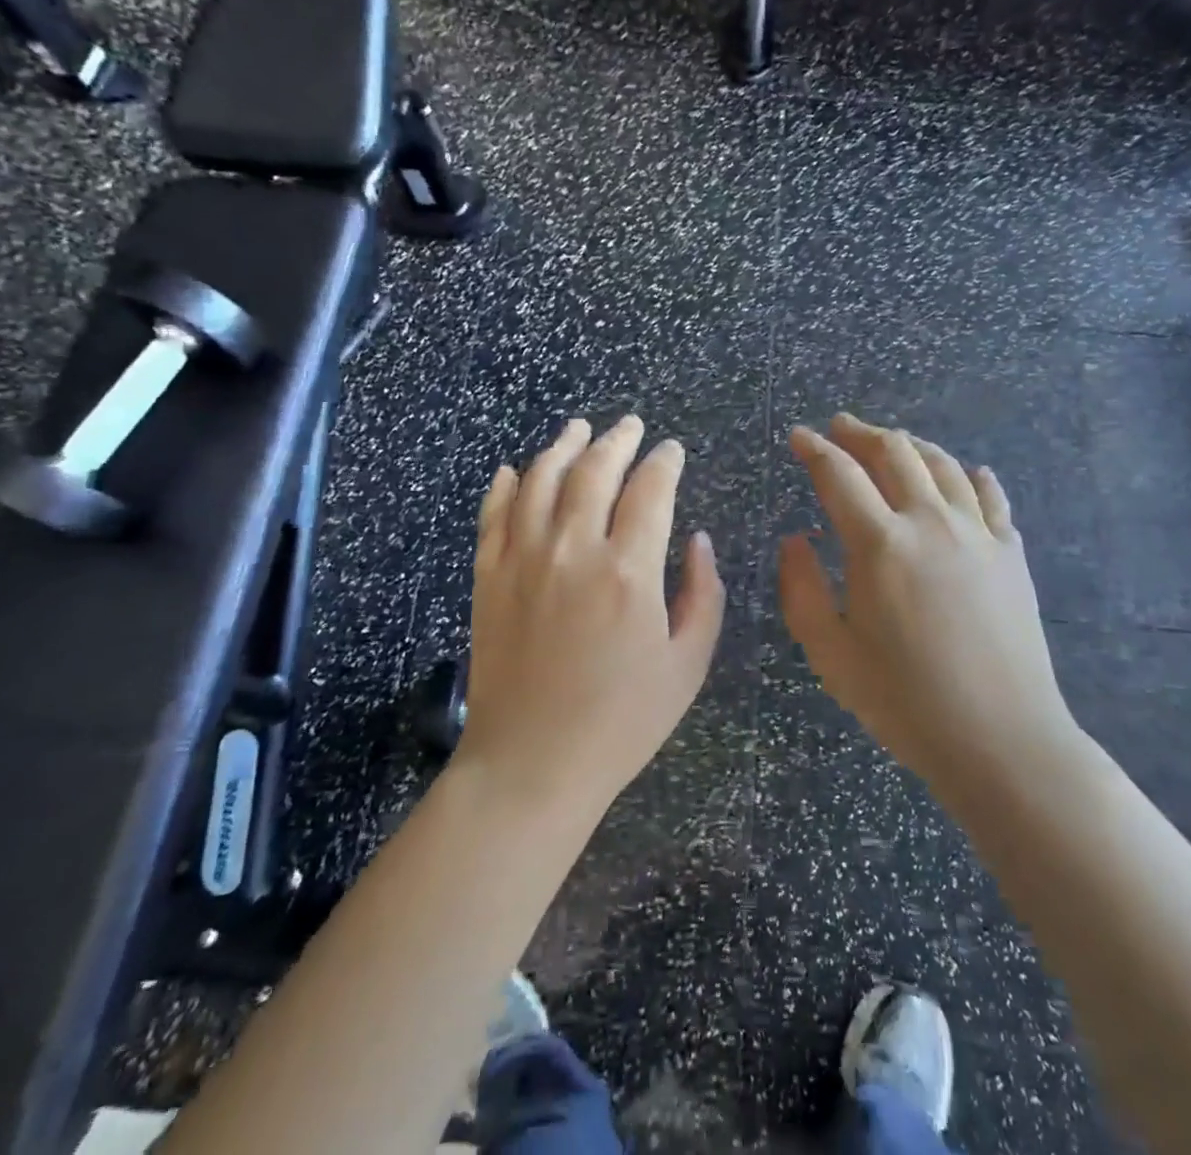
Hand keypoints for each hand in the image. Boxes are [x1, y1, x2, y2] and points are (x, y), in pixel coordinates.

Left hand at [458, 416, 726, 819]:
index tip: (673, 451)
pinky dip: (504, 485)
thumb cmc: (621, 722)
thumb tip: (698, 541)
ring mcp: (523, 559)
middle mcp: (574, 549)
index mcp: (629, 570)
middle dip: (618, 440)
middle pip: (595, 470)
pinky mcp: (488, 577)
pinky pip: (493, 514)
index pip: (651, 490)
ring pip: (541, 479)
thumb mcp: (687, 665)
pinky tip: (514, 470)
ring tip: (577, 428)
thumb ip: (702, 594)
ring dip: (562, 446)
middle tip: (630, 425)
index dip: (665, 462)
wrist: (532, 765)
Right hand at [778, 413, 1081, 803]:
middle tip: (840, 427)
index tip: (799, 436)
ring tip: (892, 443)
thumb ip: (803, 589)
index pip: (840, 474)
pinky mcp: (1010, 553)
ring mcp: (977, 533)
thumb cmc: (905, 701)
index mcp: (880, 544)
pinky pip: (990, 496)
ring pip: (942, 464)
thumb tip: (796, 539)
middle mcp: (930, 522)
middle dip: (861, 432)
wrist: (1002, 739)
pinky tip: (965, 473)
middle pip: (894, 452)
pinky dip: (970, 475)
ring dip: (911, 445)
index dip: (815, 449)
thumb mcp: (832, 654)